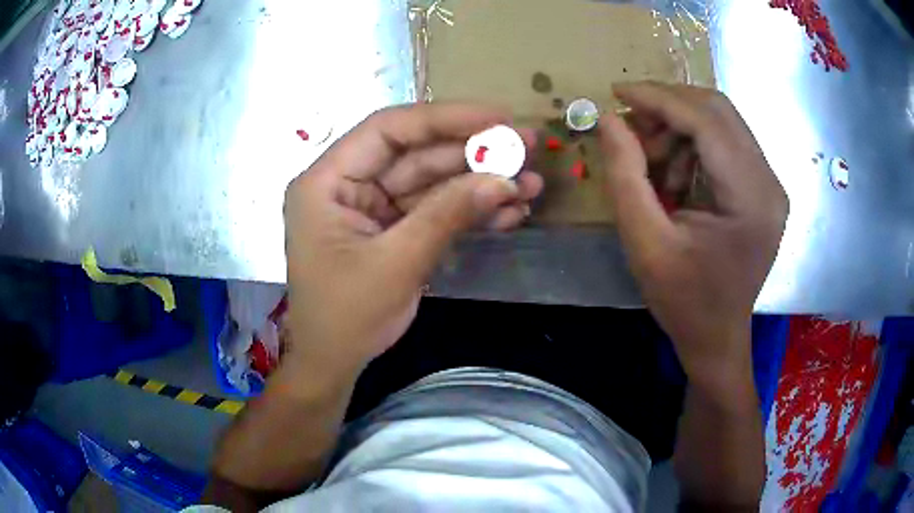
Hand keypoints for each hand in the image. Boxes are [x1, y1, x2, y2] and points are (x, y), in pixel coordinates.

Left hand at [283, 104, 542, 379]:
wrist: (334, 363)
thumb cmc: (346, 317)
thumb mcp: (396, 263)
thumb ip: (447, 215)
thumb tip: (503, 179)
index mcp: (327, 181)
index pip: (388, 130)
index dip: (445, 117)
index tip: (497, 117)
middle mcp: (348, 184)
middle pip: (416, 153)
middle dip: (473, 152)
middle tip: (526, 146)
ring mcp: (372, 206)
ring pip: (432, 182)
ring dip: (480, 183)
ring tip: (530, 184)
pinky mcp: (393, 228)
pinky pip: (433, 210)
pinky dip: (469, 212)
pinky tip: (509, 212)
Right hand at [599, 82, 787, 385]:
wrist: (717, 337)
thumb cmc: (683, 302)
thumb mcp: (645, 243)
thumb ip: (625, 176)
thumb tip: (608, 119)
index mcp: (751, 199)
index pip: (707, 122)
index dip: (659, 99)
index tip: (617, 93)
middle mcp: (769, 182)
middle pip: (719, 111)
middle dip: (669, 107)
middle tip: (632, 126)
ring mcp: (770, 184)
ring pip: (721, 122)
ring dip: (679, 129)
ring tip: (653, 164)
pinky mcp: (762, 189)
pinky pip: (725, 143)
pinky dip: (693, 146)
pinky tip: (676, 177)